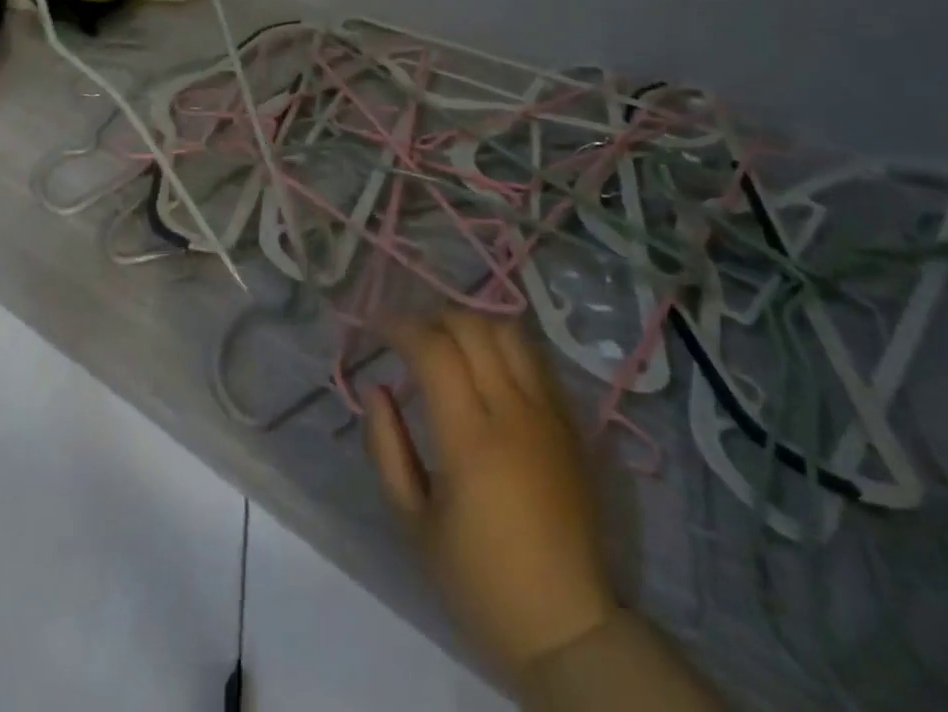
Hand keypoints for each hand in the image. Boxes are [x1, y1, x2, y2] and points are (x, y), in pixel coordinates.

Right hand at [365, 313, 615, 690]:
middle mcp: (513, 413)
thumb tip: (376, 388)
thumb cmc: (479, 582)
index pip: (433, 350)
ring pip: (509, 333)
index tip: (377, 328)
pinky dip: (503, 347)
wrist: (568, 628)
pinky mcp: (571, 426)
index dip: (400, 327)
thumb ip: (386, 447)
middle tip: (408, 336)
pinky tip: (485, 367)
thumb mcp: (413, 523)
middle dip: (432, 319)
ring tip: (446, 343)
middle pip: (472, 328)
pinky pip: (535, 361)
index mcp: (470, 439)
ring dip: (471, 324)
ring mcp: (549, 415)